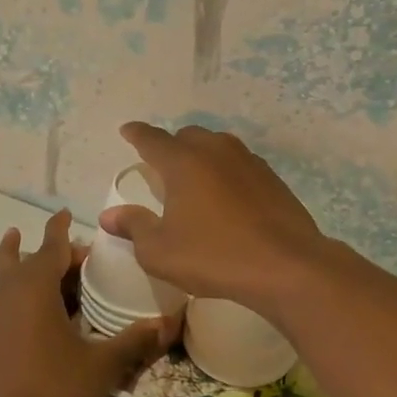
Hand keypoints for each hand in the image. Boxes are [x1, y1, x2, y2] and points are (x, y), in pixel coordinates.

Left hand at [0, 209, 178, 396]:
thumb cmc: (53, 393)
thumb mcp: (102, 367)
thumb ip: (134, 341)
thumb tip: (169, 322)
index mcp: (38, 290)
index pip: (54, 249)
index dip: (64, 232)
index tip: (68, 214)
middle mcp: (7, 294)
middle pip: (29, 261)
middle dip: (49, 252)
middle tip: (70, 256)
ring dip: (9, 257)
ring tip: (11, 237)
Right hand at [97, 123, 330, 310]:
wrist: (286, 265)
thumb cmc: (215, 256)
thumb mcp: (161, 251)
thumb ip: (134, 227)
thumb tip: (109, 215)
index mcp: (183, 162)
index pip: (152, 139)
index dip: (136, 134)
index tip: (127, 130)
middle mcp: (215, 151)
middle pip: (187, 137)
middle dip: (171, 147)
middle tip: (162, 168)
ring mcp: (248, 161)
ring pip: (217, 146)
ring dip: (201, 156)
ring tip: (195, 181)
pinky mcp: (271, 178)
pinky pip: (239, 164)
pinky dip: (226, 172)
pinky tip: (227, 197)